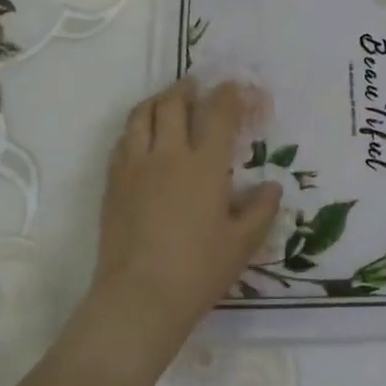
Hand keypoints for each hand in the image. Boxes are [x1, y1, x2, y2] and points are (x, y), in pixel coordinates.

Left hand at [92, 79, 282, 344]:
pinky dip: (136, 128)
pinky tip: (142, 138)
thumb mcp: (242, 244)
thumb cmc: (198, 270)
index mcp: (205, 164)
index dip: (230, 94)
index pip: (218, 111)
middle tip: (198, 88)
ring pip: (141, 114)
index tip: (238, 90)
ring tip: (167, 103)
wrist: (139, 296)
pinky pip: (122, 140)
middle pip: (173, 102)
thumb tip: (271, 187)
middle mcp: (168, 153)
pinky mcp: (113, 182)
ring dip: (157, 100)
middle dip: (188, 88)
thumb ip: (261, 210)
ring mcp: (135, 165)